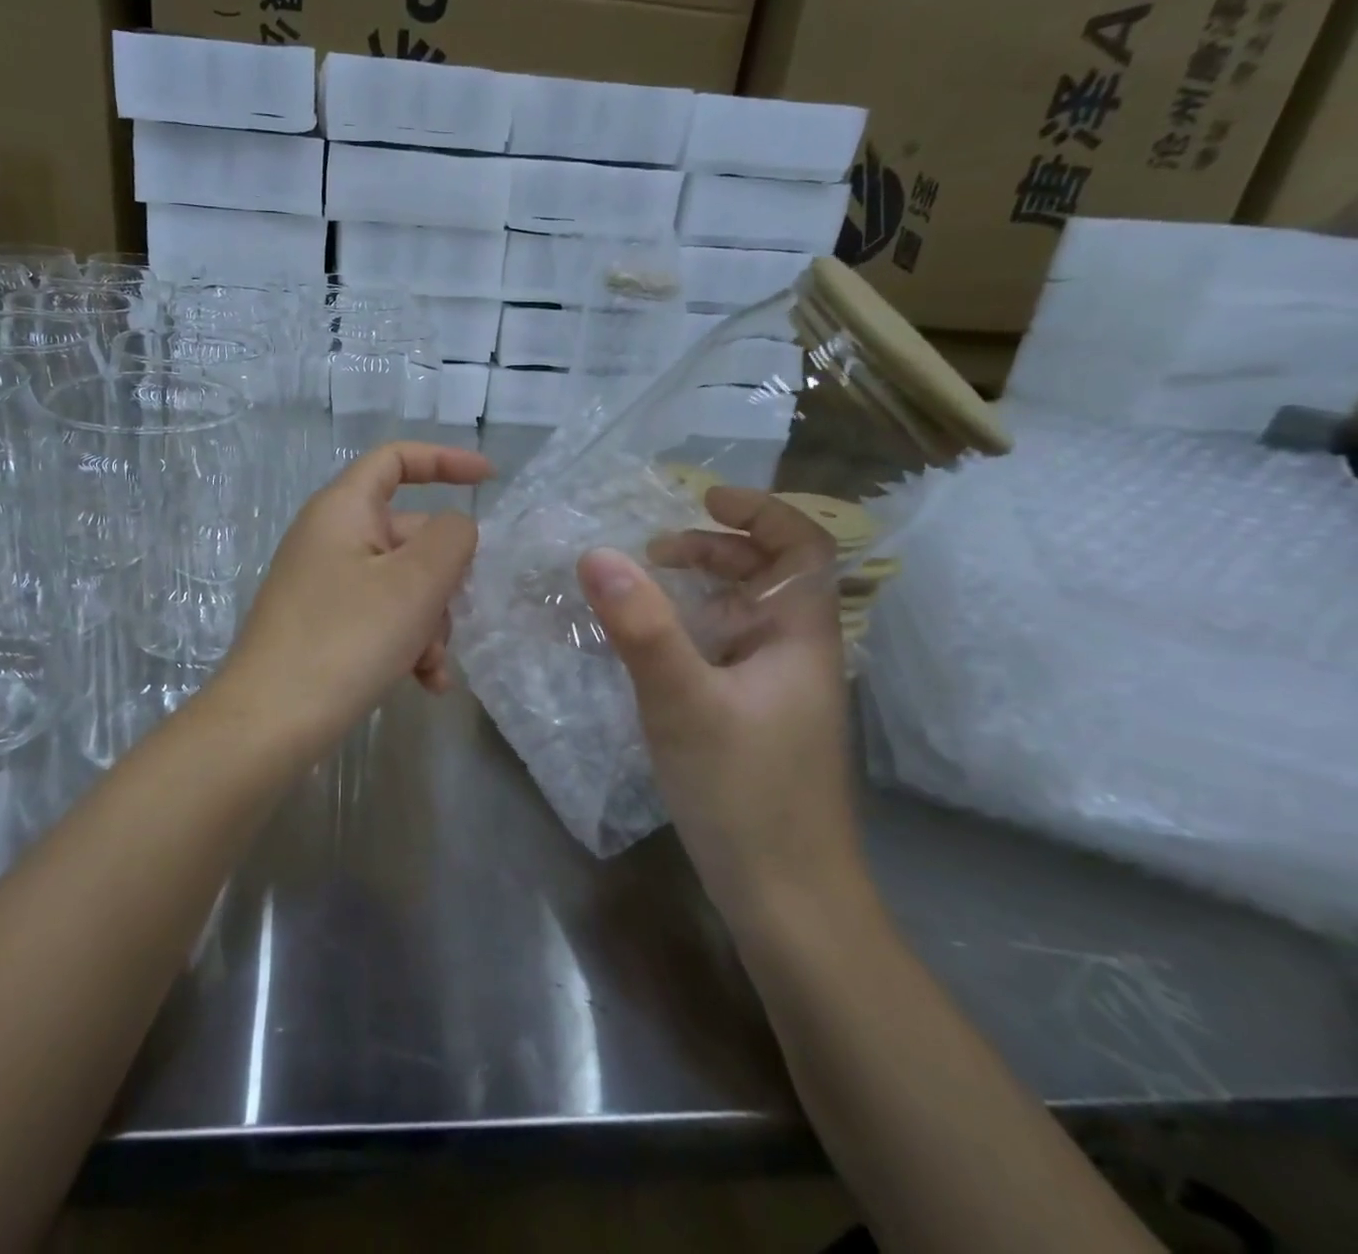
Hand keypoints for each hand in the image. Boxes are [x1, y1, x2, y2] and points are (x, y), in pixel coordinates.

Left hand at [216, 441, 493, 753]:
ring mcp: (324, 584)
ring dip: (429, 621)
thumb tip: (454, 528)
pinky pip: (379, 618)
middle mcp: (330, 538)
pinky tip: (425, 684)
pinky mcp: (323, 626)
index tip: (490, 481)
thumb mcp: (415, 583)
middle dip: (443, 578)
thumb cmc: (347, 639)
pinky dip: (406, 642)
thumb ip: (451, 539)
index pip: (396, 459)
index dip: (445, 461)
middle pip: (408, 534)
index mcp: (343, 509)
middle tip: (453, 617)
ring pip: (400, 584)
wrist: (269, 723)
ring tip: (432, 667)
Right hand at [575, 487, 866, 912]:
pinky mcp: (757, 725)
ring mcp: (778, 694)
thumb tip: (596, 553)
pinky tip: (650, 653)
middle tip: (655, 552)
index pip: (803, 547)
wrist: (788, 901)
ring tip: (643, 592)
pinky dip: (690, 635)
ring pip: (743, 619)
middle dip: (715, 551)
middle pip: (769, 578)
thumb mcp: (682, 701)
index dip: (760, 512)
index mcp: (801, 638)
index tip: (702, 498)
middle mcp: (797, 657)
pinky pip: (724, 655)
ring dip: (699, 593)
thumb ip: (640, 626)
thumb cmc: (745, 793)